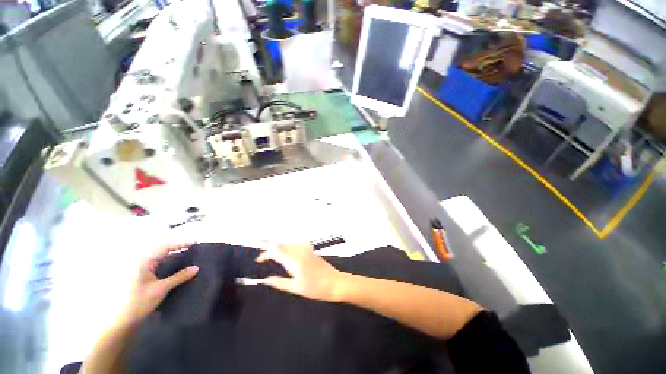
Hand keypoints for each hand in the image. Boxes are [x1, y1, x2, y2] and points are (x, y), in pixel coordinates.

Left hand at [120, 243, 198, 324]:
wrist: (119, 320)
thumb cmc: (138, 302)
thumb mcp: (160, 289)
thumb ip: (179, 277)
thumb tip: (196, 268)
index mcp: (143, 261)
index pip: (164, 246)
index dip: (180, 243)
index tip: (193, 242)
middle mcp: (139, 261)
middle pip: (160, 248)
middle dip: (176, 246)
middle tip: (191, 247)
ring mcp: (137, 268)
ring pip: (157, 255)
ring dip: (171, 253)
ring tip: (185, 253)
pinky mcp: (138, 274)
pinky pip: (154, 262)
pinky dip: (165, 260)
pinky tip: (173, 264)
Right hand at [256, 243, 346, 301]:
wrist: (335, 282)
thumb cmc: (315, 288)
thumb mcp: (295, 288)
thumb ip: (279, 283)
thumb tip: (265, 280)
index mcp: (294, 260)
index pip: (275, 250)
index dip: (265, 252)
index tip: (258, 259)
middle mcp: (299, 250)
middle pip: (281, 244)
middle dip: (270, 248)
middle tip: (262, 258)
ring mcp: (306, 248)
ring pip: (288, 242)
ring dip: (278, 247)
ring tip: (271, 256)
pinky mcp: (310, 249)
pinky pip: (295, 243)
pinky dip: (287, 246)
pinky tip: (285, 253)